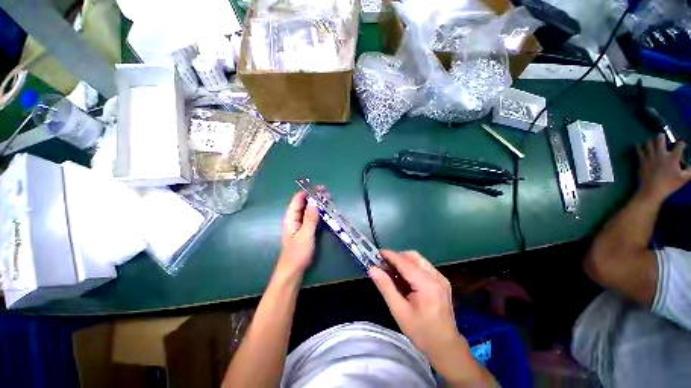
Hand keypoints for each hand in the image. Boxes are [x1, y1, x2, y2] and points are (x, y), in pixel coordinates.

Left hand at [277, 190, 320, 276]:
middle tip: (328, 195)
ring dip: (317, 203)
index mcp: (291, 217)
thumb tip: (315, 201)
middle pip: (303, 202)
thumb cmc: (297, 253)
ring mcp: (299, 223)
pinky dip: (318, 212)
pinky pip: (311, 216)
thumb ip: (310, 218)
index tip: (322, 189)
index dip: (309, 191)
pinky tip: (325, 211)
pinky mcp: (305, 229)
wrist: (293, 270)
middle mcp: (294, 218)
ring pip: (308, 209)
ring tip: (329, 200)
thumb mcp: (305, 235)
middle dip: (315, 196)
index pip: (298, 199)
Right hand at [369, 250, 463, 363]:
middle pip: (413, 256)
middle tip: (384, 265)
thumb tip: (372, 269)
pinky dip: (411, 267)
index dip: (390, 255)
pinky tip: (404, 278)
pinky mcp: (441, 281)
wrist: (445, 346)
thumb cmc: (421, 332)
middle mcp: (436, 277)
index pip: (405, 262)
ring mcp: (441, 278)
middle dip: (397, 257)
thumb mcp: (399, 311)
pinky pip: (423, 266)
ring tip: (392, 271)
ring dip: (404, 261)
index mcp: (427, 285)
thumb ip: (386, 287)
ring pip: (418, 259)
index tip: (377, 253)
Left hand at [637, 134, 690, 202]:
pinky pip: (639, 150)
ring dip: (651, 140)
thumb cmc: (669, 184)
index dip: (682, 144)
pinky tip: (640, 145)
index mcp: (672, 157)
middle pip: (660, 138)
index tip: (682, 145)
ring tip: (653, 142)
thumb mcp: (684, 178)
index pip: (679, 145)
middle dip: (662, 136)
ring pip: (649, 142)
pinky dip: (639, 146)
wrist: (652, 190)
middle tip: (663, 137)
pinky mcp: (642, 160)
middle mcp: (661, 154)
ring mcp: (650, 156)